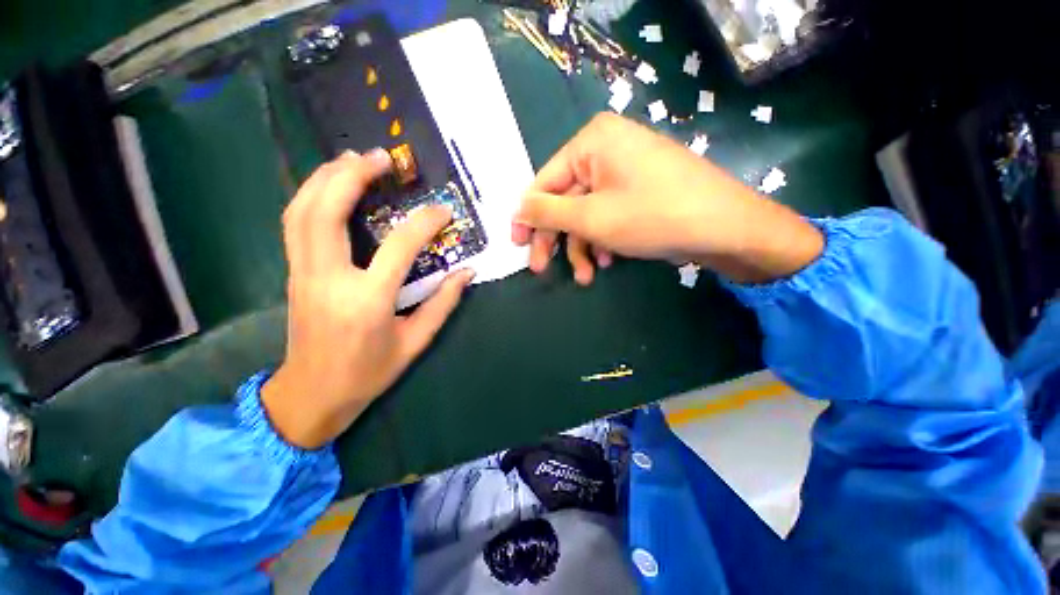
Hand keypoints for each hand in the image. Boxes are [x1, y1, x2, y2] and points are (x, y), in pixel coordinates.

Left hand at [261, 150, 474, 449]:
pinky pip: (293, 220)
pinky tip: (328, 183)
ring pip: (304, 208)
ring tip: (353, 159)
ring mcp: (304, 271)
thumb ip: (440, 307)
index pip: (398, 246)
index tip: (443, 211)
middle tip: (382, 158)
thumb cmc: (363, 376)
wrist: (312, 393)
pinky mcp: (292, 270)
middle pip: (330, 208)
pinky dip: (309, 192)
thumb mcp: (410, 348)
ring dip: (327, 175)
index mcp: (366, 302)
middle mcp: (328, 278)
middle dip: (355, 173)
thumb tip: (467, 272)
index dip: (425, 222)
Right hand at [512, 113, 823, 284]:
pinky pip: (617, 203)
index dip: (529, 217)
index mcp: (593, 138)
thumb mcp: (594, 218)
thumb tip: (517, 209)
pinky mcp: (652, 180)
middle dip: (560, 236)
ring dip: (584, 240)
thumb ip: (548, 213)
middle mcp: (611, 142)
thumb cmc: (657, 215)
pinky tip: (609, 259)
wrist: (730, 223)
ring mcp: (634, 161)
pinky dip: (608, 232)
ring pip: (593, 203)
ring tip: (587, 275)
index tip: (518, 249)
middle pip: (569, 193)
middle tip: (544, 270)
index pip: (546, 179)